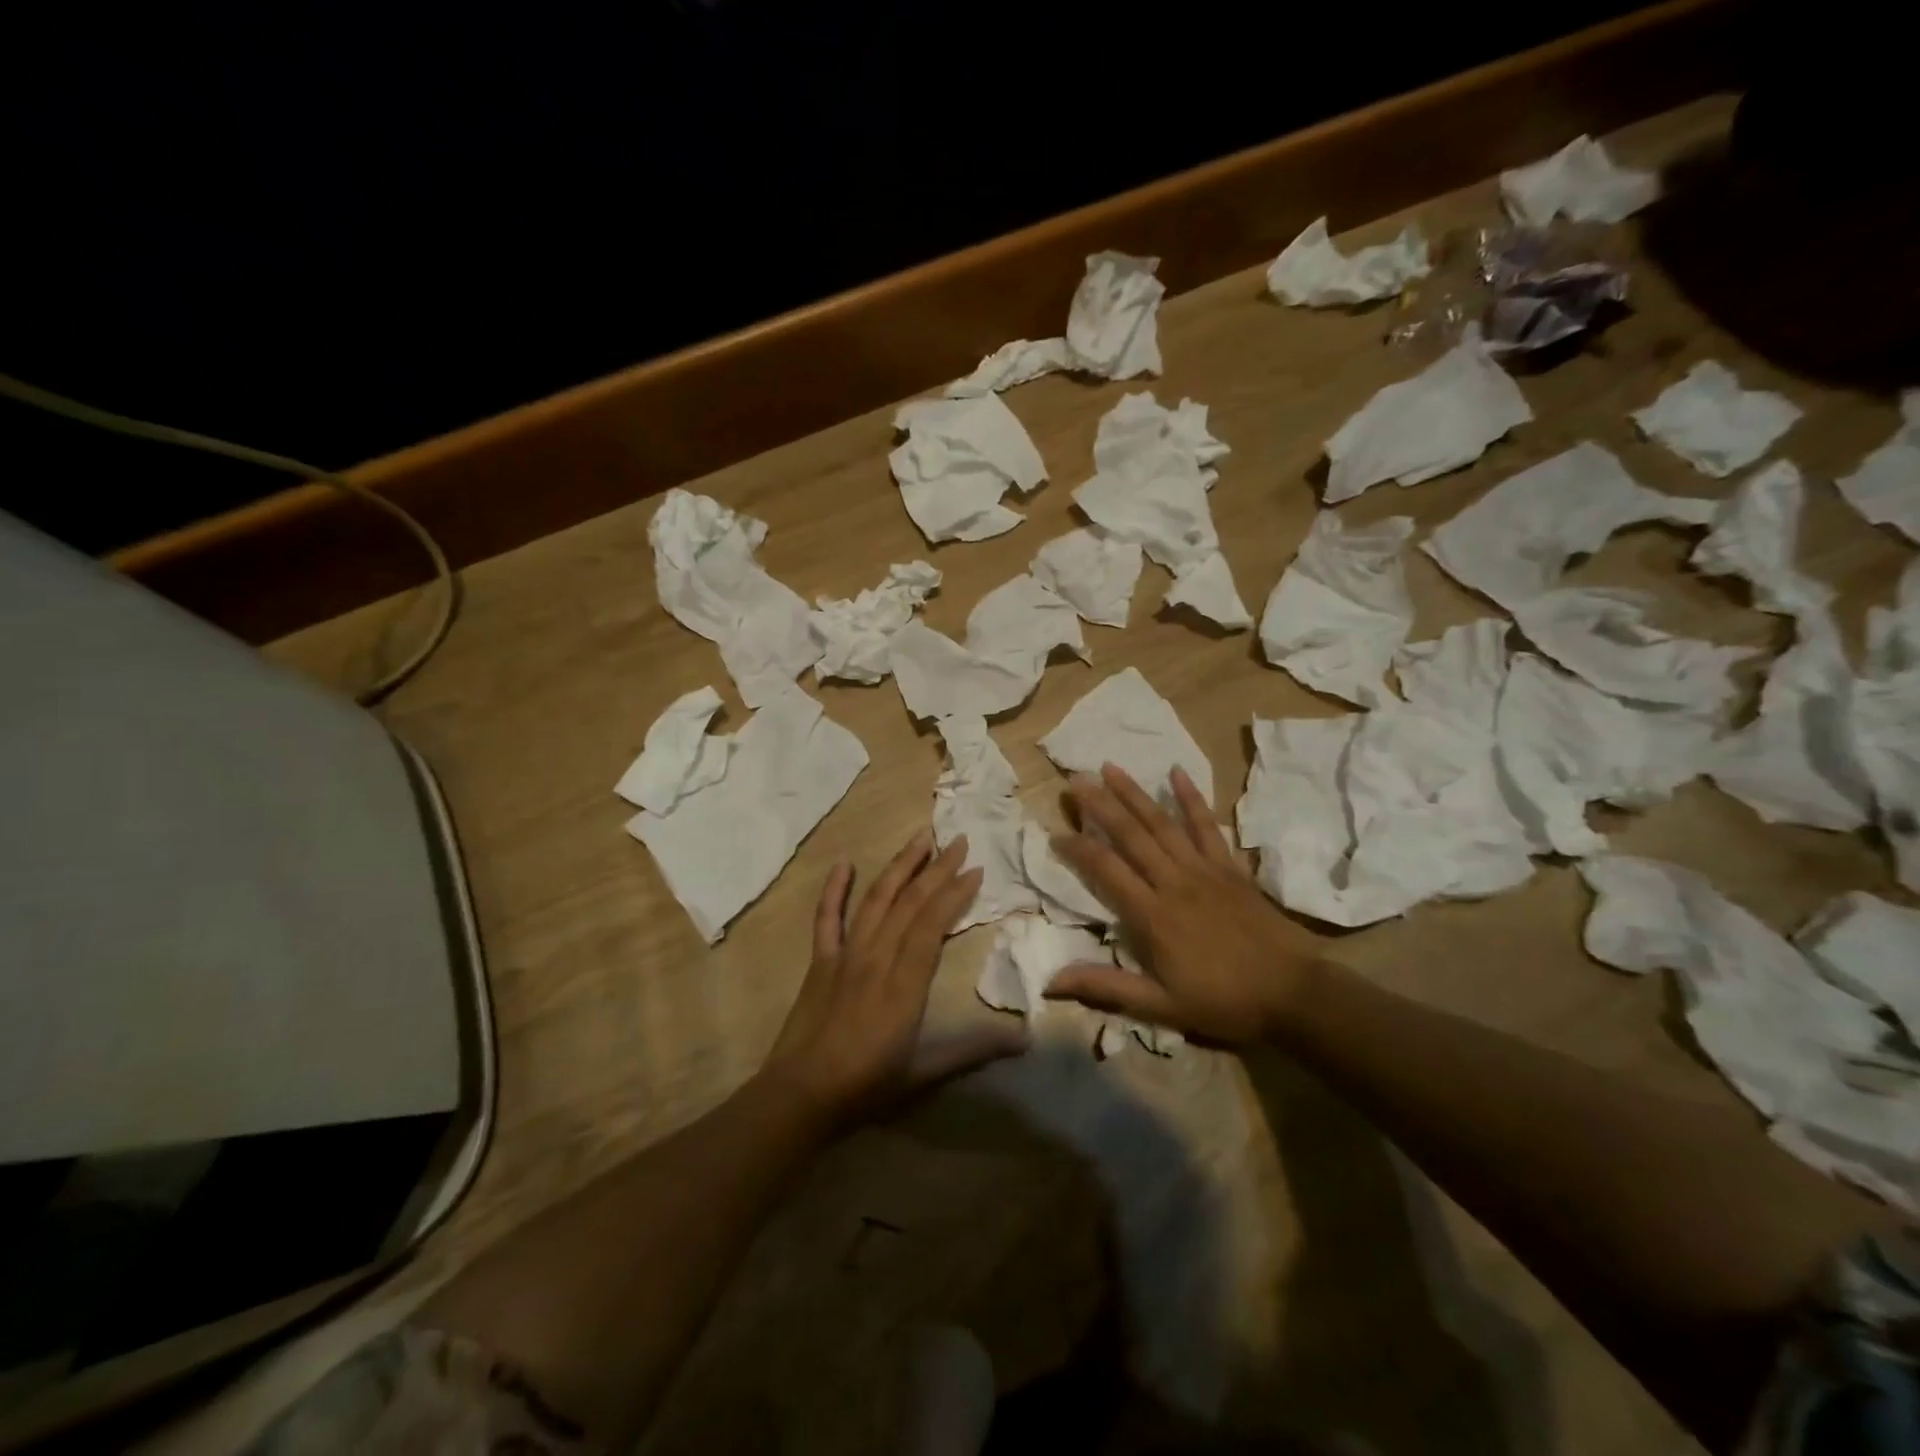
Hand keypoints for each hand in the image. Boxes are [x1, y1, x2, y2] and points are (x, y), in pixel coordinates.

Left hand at [763, 831, 1026, 1127]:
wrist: (800, 1096)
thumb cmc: (867, 1085)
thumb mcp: (925, 1073)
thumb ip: (974, 1050)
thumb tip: (1024, 1038)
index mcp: (905, 981)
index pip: (932, 923)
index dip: (954, 893)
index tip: (975, 869)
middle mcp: (876, 957)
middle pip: (909, 902)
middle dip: (936, 868)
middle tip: (957, 840)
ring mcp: (845, 954)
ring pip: (875, 899)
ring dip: (899, 866)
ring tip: (920, 837)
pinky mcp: (820, 961)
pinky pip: (827, 918)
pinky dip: (834, 890)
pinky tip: (843, 865)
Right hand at [1045, 764, 1327, 1045]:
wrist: (1293, 993)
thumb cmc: (1223, 1002)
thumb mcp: (1160, 1006)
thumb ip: (1107, 987)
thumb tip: (1050, 981)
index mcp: (1153, 915)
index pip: (1106, 870)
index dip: (1078, 849)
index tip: (1056, 833)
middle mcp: (1173, 882)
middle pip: (1130, 835)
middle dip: (1100, 805)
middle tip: (1075, 780)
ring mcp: (1204, 869)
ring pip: (1162, 823)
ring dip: (1134, 793)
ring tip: (1110, 767)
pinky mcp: (1229, 866)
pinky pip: (1207, 826)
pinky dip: (1191, 799)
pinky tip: (1176, 772)